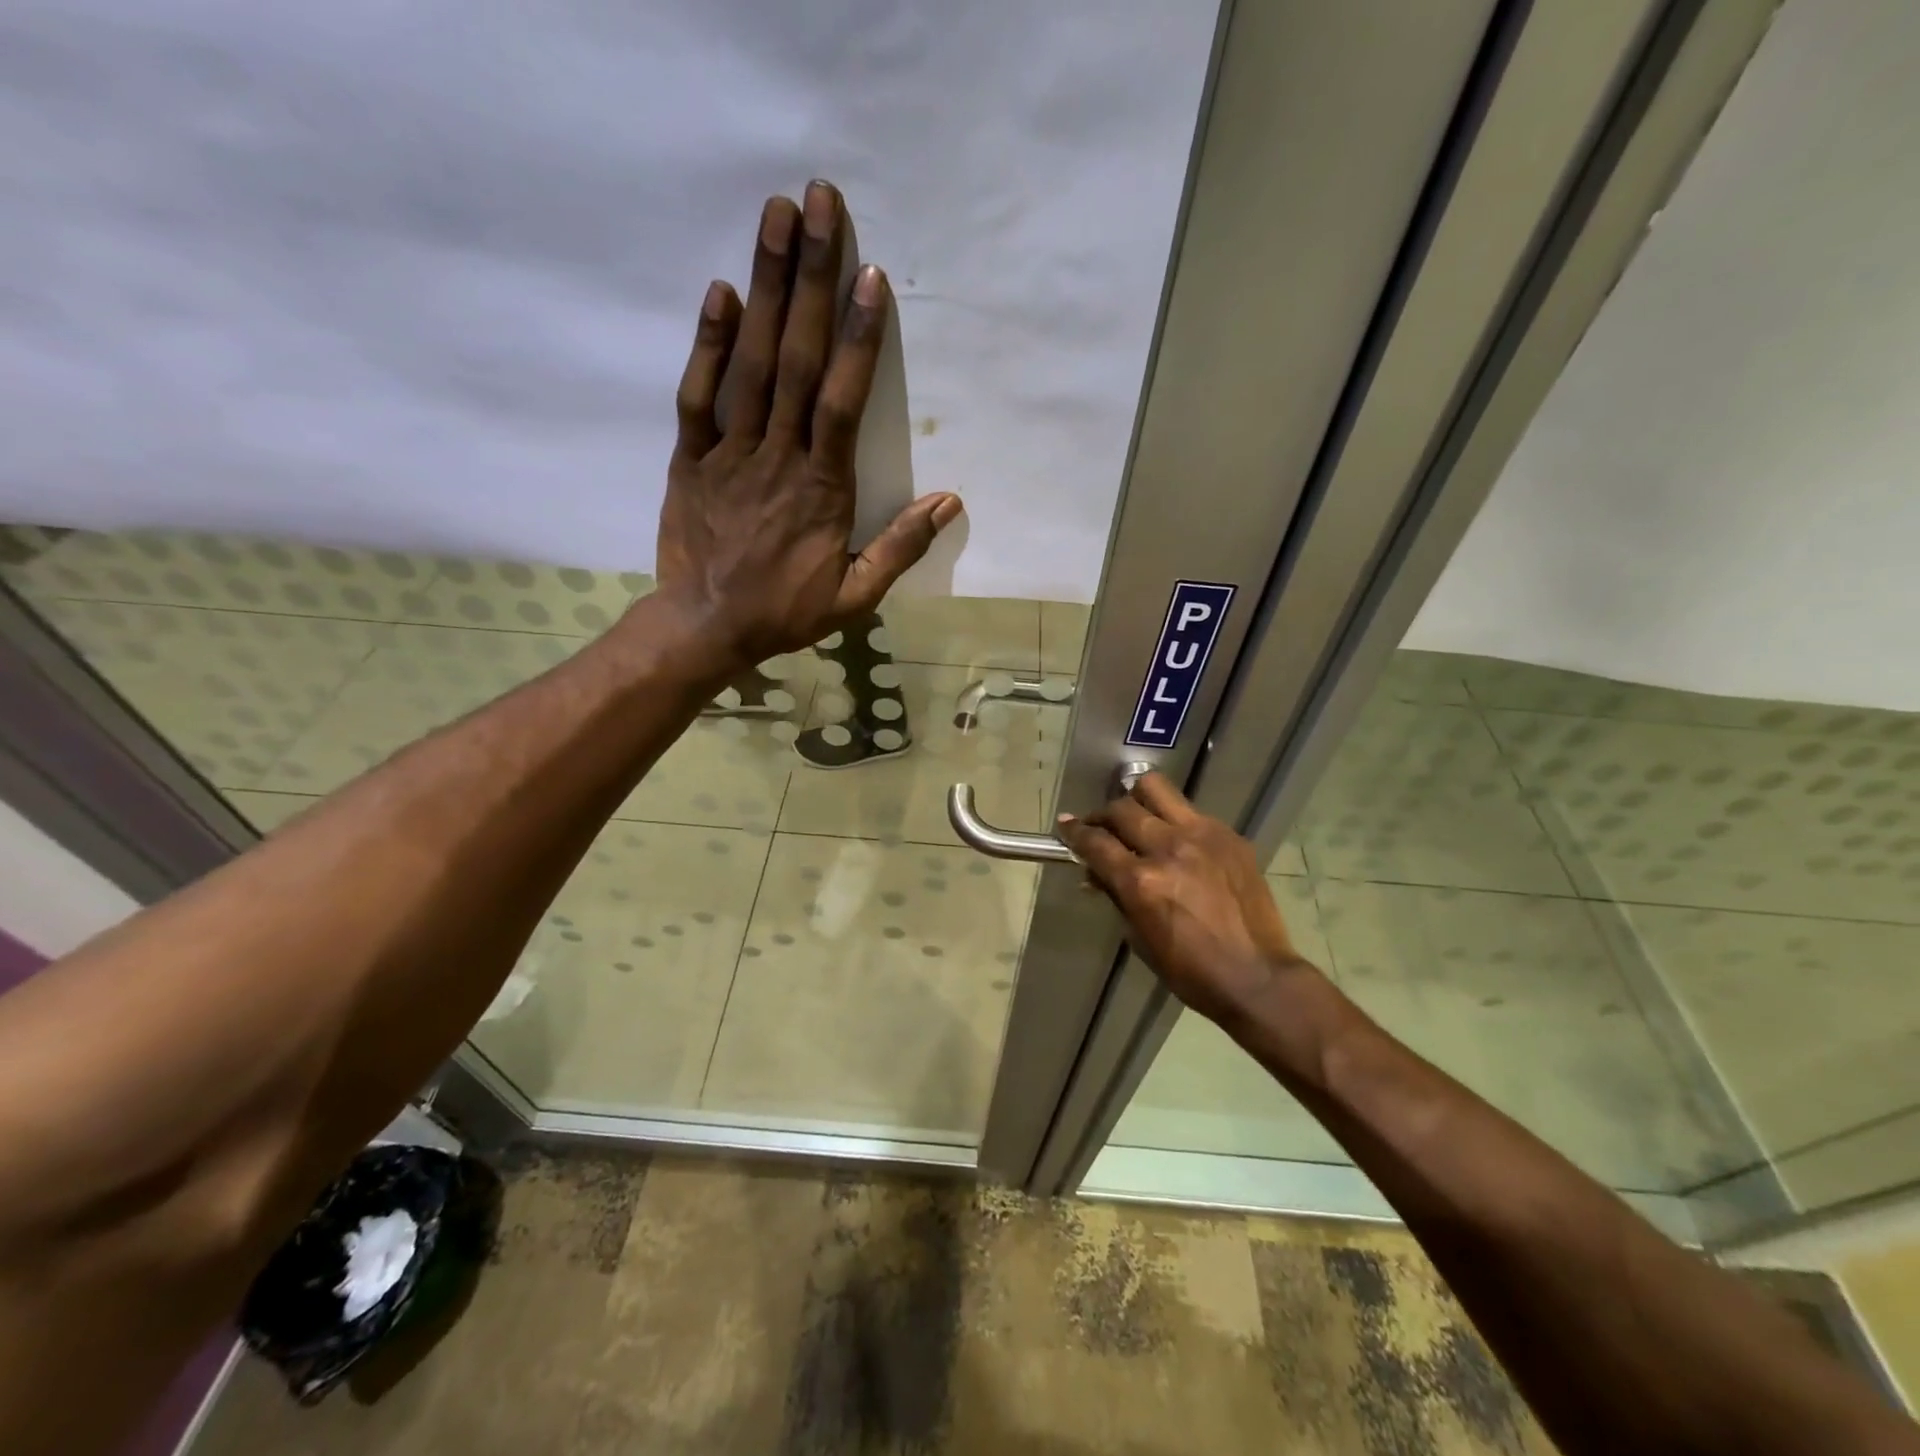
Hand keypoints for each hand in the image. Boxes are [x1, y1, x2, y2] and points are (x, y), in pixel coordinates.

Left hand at [656, 180, 962, 664]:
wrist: (706, 628)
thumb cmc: (785, 612)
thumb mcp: (855, 595)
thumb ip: (900, 548)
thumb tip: (949, 502)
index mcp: (821, 488)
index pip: (842, 401)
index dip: (857, 338)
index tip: (868, 277)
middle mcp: (776, 456)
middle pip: (796, 359)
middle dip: (809, 279)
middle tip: (819, 203)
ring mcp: (728, 452)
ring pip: (750, 363)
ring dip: (765, 289)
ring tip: (776, 218)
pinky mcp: (690, 458)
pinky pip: (698, 396)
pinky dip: (708, 344)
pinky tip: (722, 292)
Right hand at [1057, 773, 1321, 1024]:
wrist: (1257, 977)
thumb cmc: (1190, 970)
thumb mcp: (1139, 937)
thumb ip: (1116, 895)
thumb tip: (1095, 872)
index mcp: (1141, 881)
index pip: (1095, 842)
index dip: (1074, 832)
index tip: (1065, 825)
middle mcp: (1168, 848)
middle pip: (1121, 809)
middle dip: (1102, 816)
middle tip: (1100, 828)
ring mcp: (1202, 836)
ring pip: (1156, 790)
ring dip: (1137, 800)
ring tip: (1136, 816)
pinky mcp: (1229, 836)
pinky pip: (1190, 812)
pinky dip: (1174, 820)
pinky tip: (1178, 841)